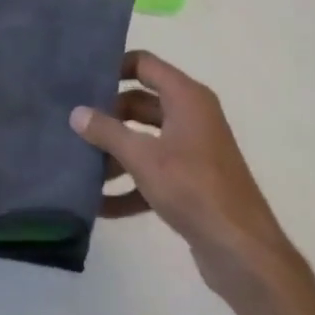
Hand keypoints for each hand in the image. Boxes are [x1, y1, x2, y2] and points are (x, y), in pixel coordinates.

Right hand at [69, 51, 292, 291]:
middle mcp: (191, 117)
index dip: (114, 67)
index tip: (81, 80)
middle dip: (108, 116)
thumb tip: (76, 113)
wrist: (241, 250)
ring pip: (144, 140)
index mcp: (186, 98)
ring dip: (115, 153)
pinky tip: (99, 205)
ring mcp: (192, 151)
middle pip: (140, 104)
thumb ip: (107, 132)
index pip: (144, 64)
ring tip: (79, 167)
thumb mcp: (143, 157)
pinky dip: (129, 185)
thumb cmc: (193, 188)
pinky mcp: (191, 183)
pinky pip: (153, 173)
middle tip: (72, 125)